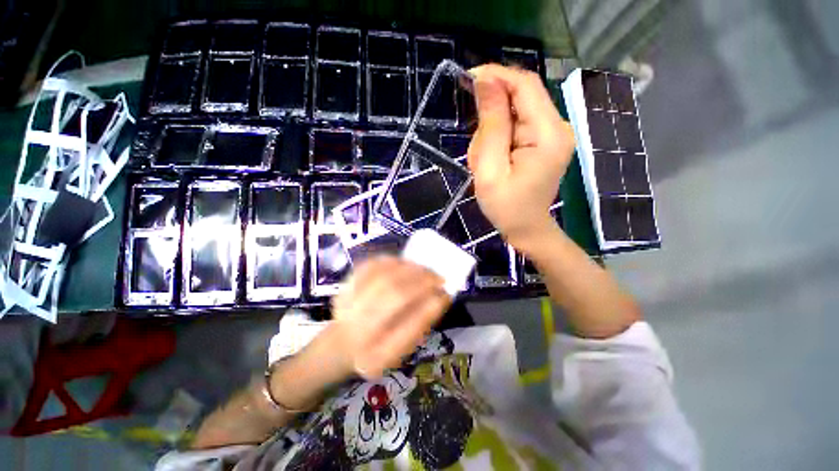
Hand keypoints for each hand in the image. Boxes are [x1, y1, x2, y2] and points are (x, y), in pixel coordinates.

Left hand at [329, 256, 449, 378]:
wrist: (340, 344)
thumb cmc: (378, 348)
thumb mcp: (402, 349)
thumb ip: (421, 324)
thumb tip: (441, 296)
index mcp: (375, 356)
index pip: (405, 332)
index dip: (428, 309)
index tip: (445, 295)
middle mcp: (357, 331)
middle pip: (393, 295)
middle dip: (421, 281)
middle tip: (438, 277)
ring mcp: (346, 306)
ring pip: (382, 276)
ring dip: (409, 269)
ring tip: (424, 269)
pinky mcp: (344, 287)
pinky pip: (370, 266)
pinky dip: (391, 261)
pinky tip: (404, 263)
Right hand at [467, 64, 575, 252]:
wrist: (526, 228)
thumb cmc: (506, 207)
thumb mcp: (490, 170)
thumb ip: (491, 126)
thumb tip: (485, 82)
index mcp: (548, 134)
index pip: (525, 85)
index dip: (496, 75)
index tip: (467, 79)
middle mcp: (557, 126)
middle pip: (520, 97)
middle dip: (491, 114)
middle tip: (477, 148)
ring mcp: (553, 133)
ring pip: (515, 111)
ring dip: (492, 130)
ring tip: (485, 162)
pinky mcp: (544, 140)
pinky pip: (517, 124)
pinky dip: (499, 136)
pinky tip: (493, 159)